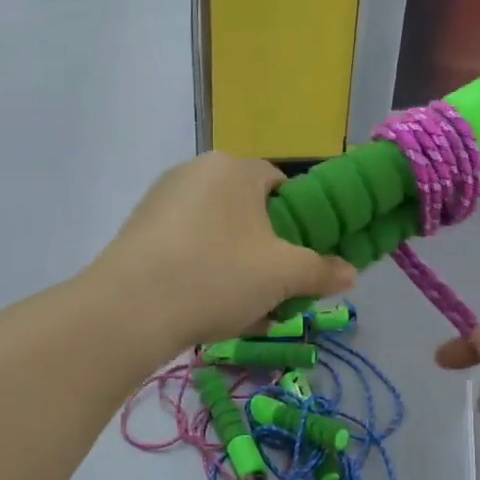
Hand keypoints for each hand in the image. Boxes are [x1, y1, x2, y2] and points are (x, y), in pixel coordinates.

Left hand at [93, 153, 355, 354]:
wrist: (128, 310)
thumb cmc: (217, 276)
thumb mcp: (283, 276)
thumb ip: (322, 271)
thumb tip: (351, 273)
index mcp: (235, 168)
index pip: (281, 185)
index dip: (298, 222)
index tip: (299, 259)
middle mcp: (196, 171)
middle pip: (248, 210)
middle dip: (265, 250)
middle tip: (273, 289)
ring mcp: (161, 199)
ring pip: (217, 232)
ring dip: (236, 265)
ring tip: (241, 309)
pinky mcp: (138, 229)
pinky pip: (186, 245)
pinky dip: (202, 270)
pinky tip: (204, 308)